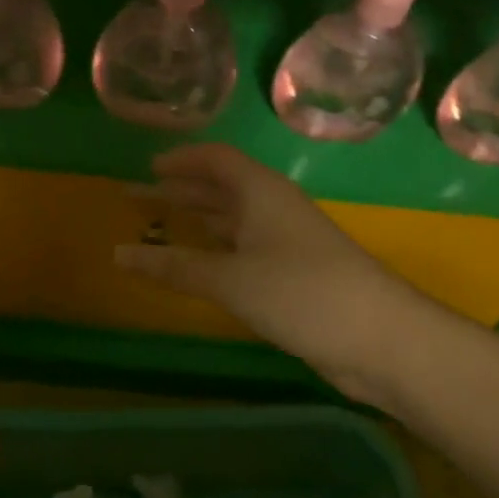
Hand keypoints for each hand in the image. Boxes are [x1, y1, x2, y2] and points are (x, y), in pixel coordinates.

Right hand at [115, 144, 436, 406]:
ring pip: (236, 220)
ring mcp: (289, 242)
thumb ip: (175, 267)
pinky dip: (218, 251)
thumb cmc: (302, 292)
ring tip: (162, 224)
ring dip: (200, 220)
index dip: (183, 160)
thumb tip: (118, 254)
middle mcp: (275, 208)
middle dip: (183, 190)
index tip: (148, 167)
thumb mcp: (232, 278)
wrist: (380, 338)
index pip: (217, 159)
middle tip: (140, 196)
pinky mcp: (297, 275)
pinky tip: (202, 265)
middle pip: (224, 188)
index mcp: (262, 192)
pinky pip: (247, 250)